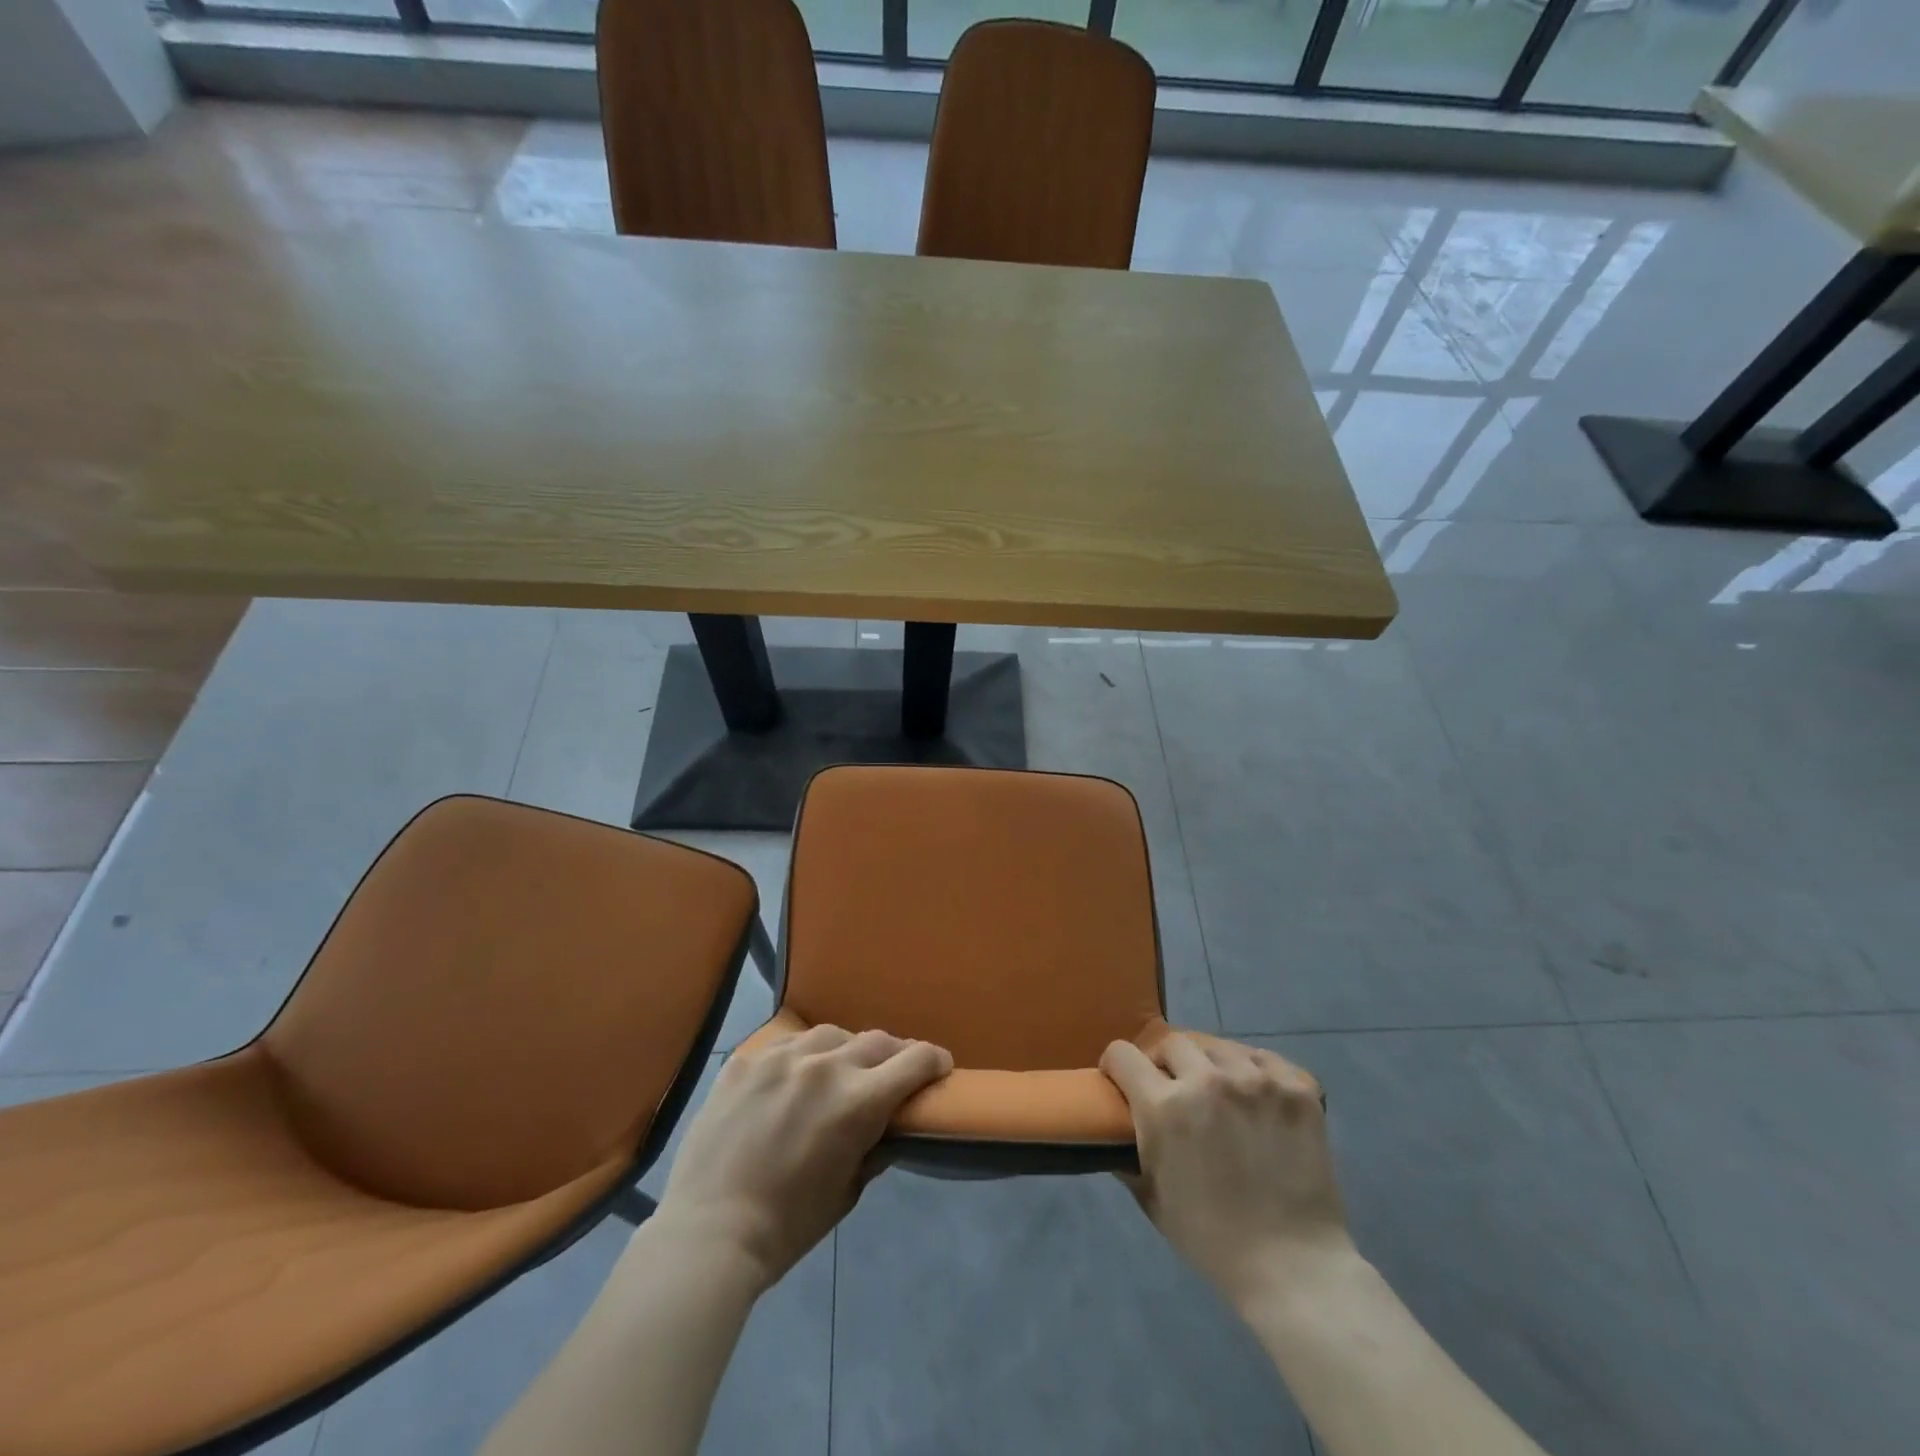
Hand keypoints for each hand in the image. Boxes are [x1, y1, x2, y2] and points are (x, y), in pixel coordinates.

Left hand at [656, 1024, 952, 1288]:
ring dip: (844, 1051)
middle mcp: (824, 1066)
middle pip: (876, 1040)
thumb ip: (875, 1147)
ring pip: (829, 1035)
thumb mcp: (847, 1192)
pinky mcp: (744, 1061)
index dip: (934, 1060)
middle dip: (893, 1055)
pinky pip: (783, 1047)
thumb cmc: (787, 1227)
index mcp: (858, 1101)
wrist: (708, 1233)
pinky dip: (798, 1060)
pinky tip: (789, 1081)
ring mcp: (780, 1057)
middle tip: (892, 1073)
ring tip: (838, 1071)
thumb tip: (890, 1124)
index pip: (915, 1059)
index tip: (939, 1067)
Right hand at [1101, 1033, 1351, 1308]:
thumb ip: (1127, 1155)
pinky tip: (1257, 1096)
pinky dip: (1255, 1071)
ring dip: (1210, 1065)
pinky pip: (1264, 1058)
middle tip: (1174, 1089)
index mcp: (1165, 1107)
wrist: (1294, 1268)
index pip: (1122, 1054)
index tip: (1123, 1081)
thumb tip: (1112, 1129)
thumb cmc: (1213, 1240)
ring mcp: (1257, 1080)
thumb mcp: (1152, 1199)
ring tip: (1219, 1092)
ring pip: (1218, 1047)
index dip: (1116, 1066)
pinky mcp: (1297, 1088)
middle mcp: (1207, 1081)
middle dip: (1165, 1063)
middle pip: (1171, 1042)